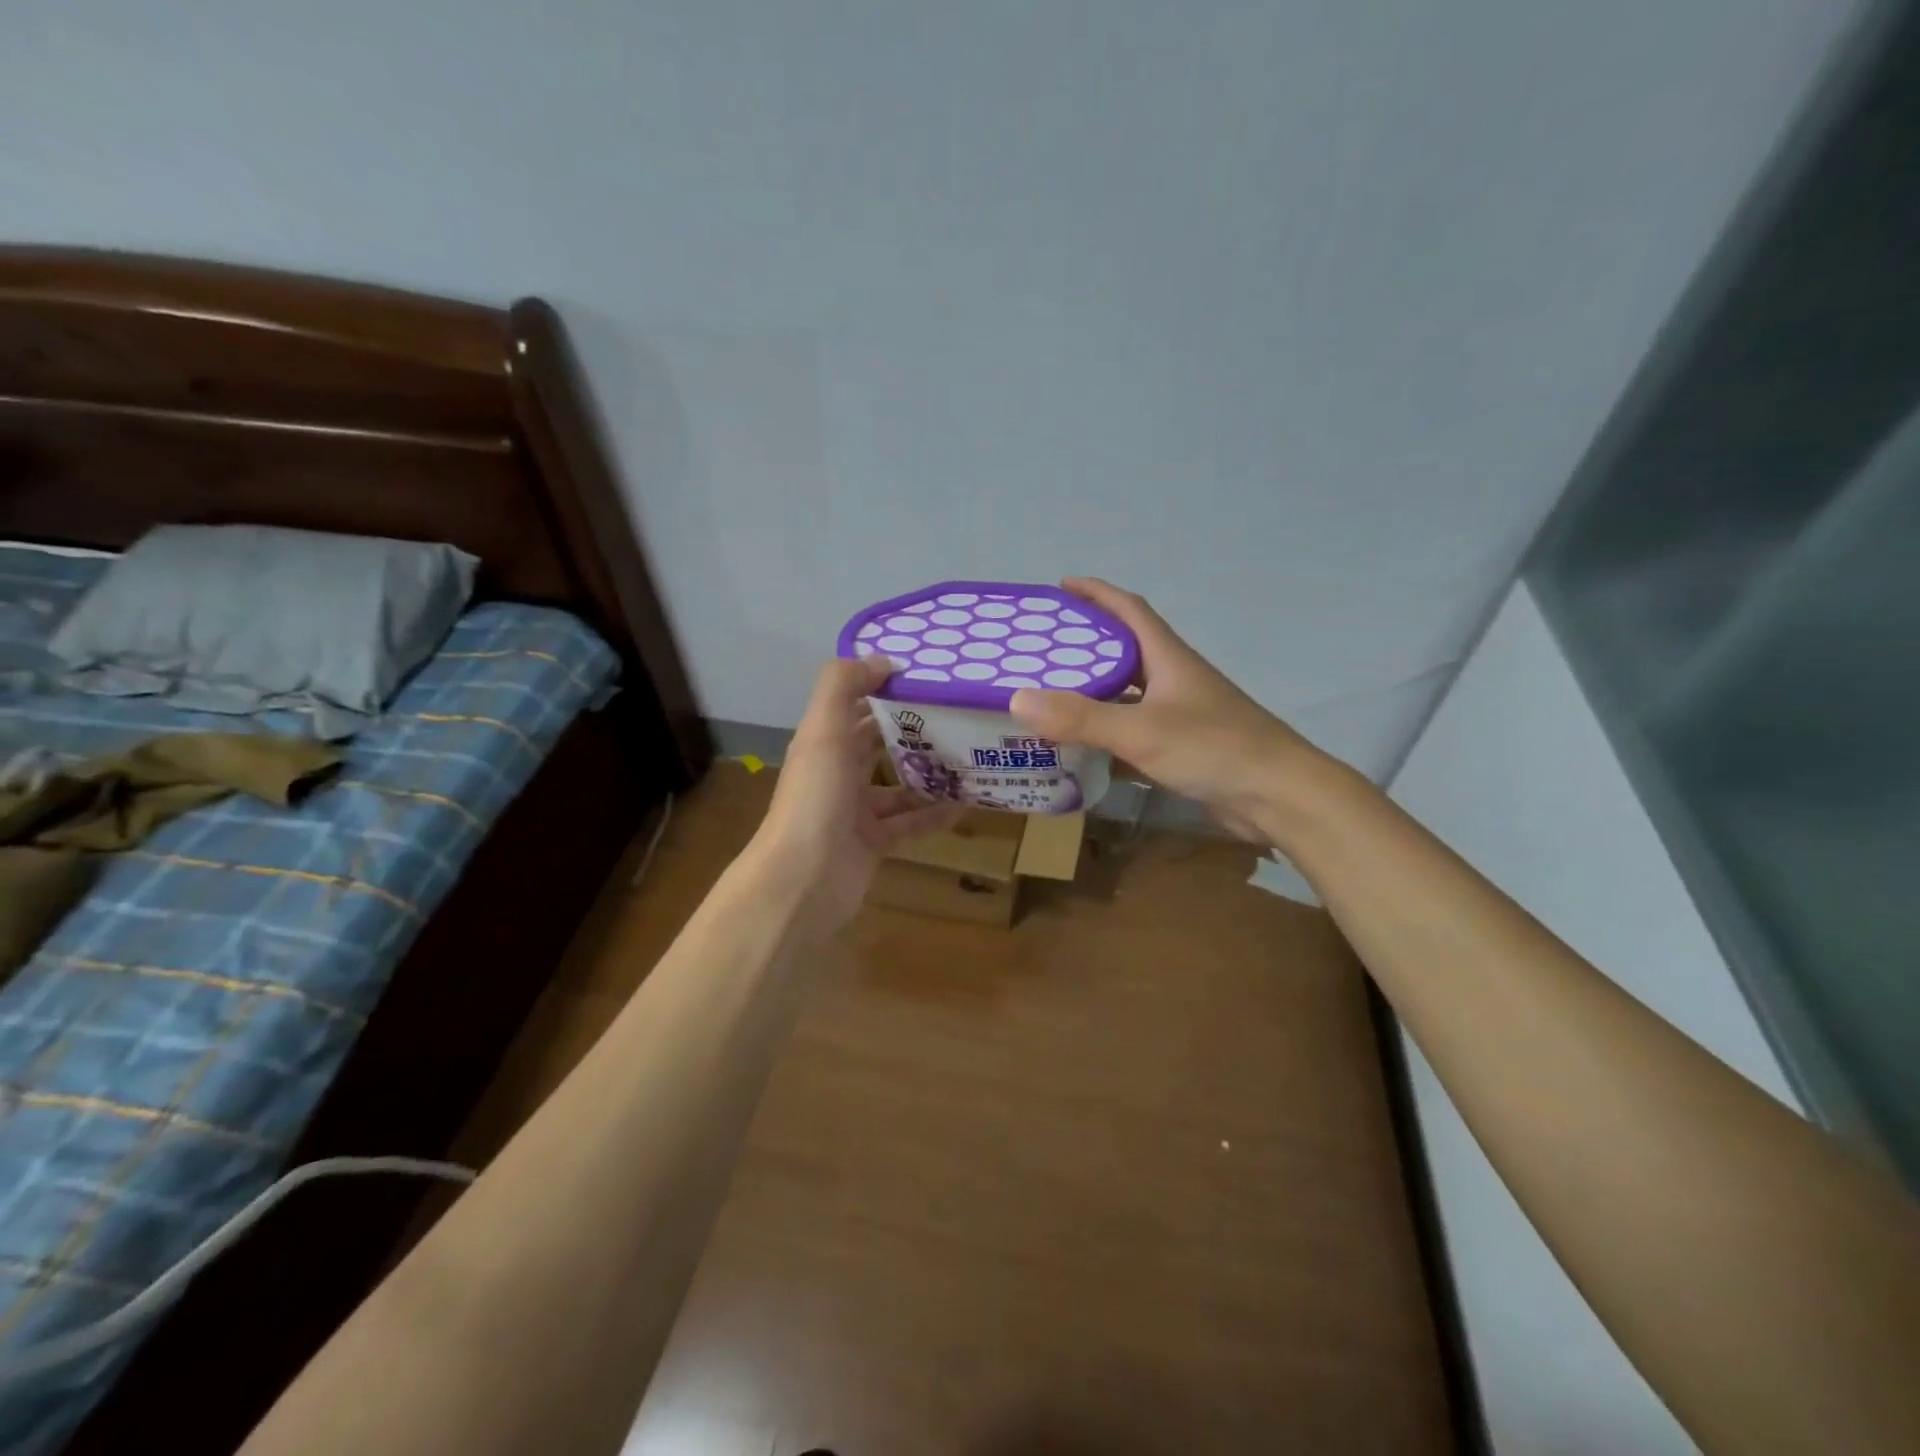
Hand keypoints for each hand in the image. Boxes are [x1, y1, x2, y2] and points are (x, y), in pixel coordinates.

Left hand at [749, 656, 964, 931]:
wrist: (802, 882)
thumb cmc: (815, 800)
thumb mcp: (823, 732)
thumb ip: (843, 686)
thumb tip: (881, 659)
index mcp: (823, 744)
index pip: (856, 707)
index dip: (885, 690)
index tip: (929, 678)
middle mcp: (837, 774)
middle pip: (878, 745)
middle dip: (913, 730)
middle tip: (958, 715)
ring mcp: (855, 812)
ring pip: (898, 786)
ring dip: (928, 774)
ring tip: (970, 757)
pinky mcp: (873, 844)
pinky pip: (909, 824)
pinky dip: (933, 815)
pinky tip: (966, 804)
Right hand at [1009, 578, 1326, 842]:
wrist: (1280, 796)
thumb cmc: (1215, 749)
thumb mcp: (1141, 731)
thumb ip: (1081, 718)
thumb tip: (1017, 698)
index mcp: (1168, 658)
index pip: (1129, 610)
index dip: (1097, 594)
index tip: (1061, 587)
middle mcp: (1173, 679)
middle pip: (1124, 650)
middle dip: (1084, 644)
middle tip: (1040, 650)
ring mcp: (1179, 714)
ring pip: (1127, 694)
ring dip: (1093, 692)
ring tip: (1049, 696)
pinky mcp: (1182, 747)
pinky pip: (1133, 731)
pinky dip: (1107, 735)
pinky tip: (1081, 748)